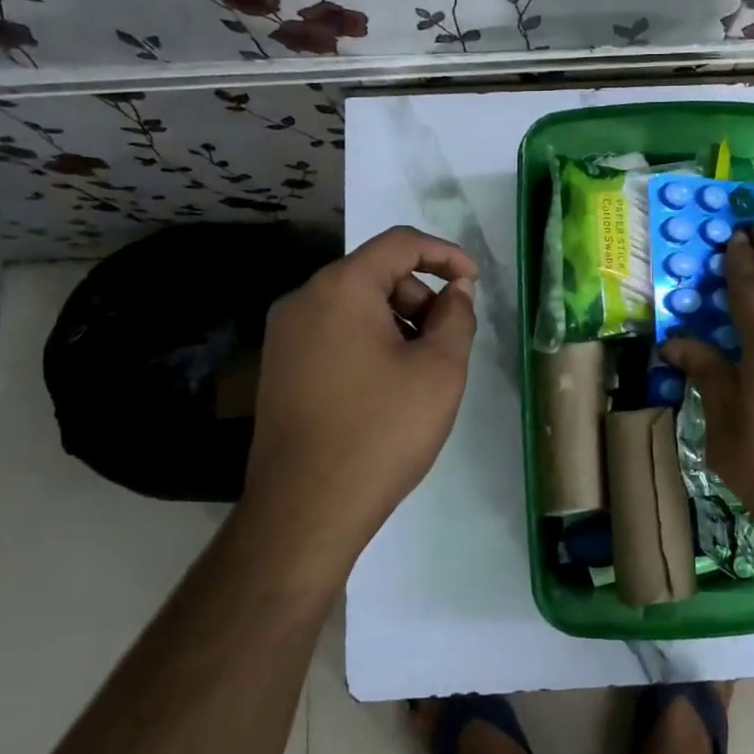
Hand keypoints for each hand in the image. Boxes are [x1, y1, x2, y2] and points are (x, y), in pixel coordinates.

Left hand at [241, 225, 477, 584]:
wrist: (305, 509)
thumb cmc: (381, 432)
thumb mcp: (439, 370)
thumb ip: (457, 317)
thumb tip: (456, 290)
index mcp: (340, 288)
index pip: (399, 243)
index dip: (445, 254)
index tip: (474, 283)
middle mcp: (303, 300)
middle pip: (374, 273)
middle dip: (420, 296)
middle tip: (448, 340)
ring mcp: (284, 336)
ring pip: (354, 305)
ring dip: (396, 321)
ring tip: (420, 371)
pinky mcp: (279, 368)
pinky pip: (333, 333)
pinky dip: (369, 341)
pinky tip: (387, 387)